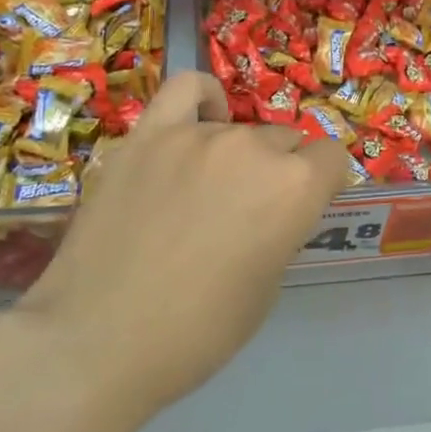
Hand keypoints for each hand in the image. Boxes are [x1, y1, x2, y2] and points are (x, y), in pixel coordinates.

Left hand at [14, 72, 349, 422]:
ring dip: (237, 156)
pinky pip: (188, 90)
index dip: (322, 184)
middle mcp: (254, 148)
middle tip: (247, 213)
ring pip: (238, 128)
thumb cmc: (196, 333)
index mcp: (294, 188)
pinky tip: (201, 120)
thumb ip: (280, 229)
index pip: (332, 158)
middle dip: (279, 172)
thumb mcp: (265, 288)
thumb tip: (270, 207)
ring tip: (205, 192)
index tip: (302, 208)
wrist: (98, 341)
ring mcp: (198, 134)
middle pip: (284, 141)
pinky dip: (203, 100)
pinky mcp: (149, 133)